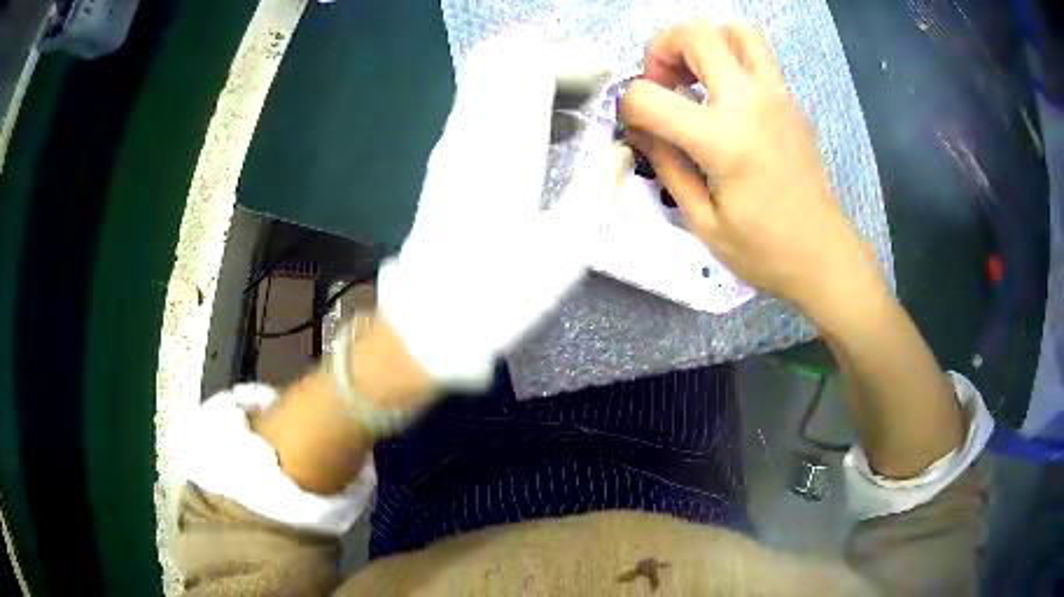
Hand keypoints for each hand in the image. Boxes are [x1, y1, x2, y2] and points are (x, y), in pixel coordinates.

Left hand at [377, 34, 622, 389]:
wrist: (431, 321)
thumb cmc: (502, 294)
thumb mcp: (567, 250)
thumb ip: (597, 187)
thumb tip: (620, 147)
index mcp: (505, 152)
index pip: (531, 67)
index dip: (574, 59)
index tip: (608, 75)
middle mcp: (471, 133)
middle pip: (503, 57)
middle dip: (554, 57)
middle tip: (594, 84)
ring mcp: (453, 142)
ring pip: (488, 75)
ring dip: (536, 74)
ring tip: (581, 105)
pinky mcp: (447, 156)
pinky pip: (481, 101)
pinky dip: (518, 96)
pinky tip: (552, 128)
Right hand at [620, 21, 877, 313]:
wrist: (824, 256)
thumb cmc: (763, 251)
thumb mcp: (702, 220)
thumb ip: (665, 164)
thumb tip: (638, 128)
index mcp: (723, 140)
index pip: (649, 95)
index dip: (627, 106)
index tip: (635, 125)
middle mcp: (751, 102)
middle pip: (696, 33)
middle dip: (663, 49)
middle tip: (664, 84)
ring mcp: (778, 95)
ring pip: (734, 29)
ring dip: (704, 43)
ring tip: (696, 78)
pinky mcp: (792, 101)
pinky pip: (757, 55)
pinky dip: (730, 59)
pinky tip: (726, 97)